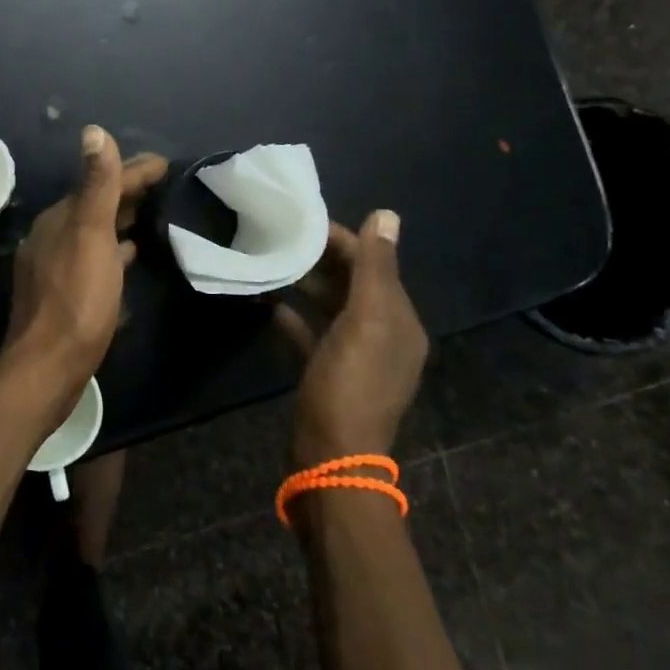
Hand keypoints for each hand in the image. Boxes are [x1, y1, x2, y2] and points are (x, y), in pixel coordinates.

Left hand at [4, 126, 167, 407]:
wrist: (48, 366)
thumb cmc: (76, 298)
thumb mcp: (91, 235)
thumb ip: (97, 185)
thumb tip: (93, 131)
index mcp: (60, 217)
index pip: (101, 181)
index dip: (134, 169)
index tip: (166, 164)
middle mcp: (53, 235)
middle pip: (96, 203)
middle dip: (128, 191)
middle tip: (166, 186)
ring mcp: (55, 264)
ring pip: (95, 230)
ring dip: (121, 219)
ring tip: (153, 215)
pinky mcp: (63, 292)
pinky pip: (94, 256)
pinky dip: (113, 249)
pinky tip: (129, 256)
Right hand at [275, 210, 428, 468]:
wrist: (331, 455)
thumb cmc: (350, 382)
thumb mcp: (366, 320)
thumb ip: (374, 267)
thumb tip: (387, 214)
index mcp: (399, 320)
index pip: (374, 264)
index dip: (344, 239)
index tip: (303, 221)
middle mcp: (383, 335)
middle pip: (353, 283)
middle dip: (322, 258)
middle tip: (281, 236)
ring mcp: (356, 356)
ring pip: (332, 306)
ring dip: (307, 284)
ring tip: (272, 261)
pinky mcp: (329, 373)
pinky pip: (314, 333)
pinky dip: (296, 316)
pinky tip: (270, 304)